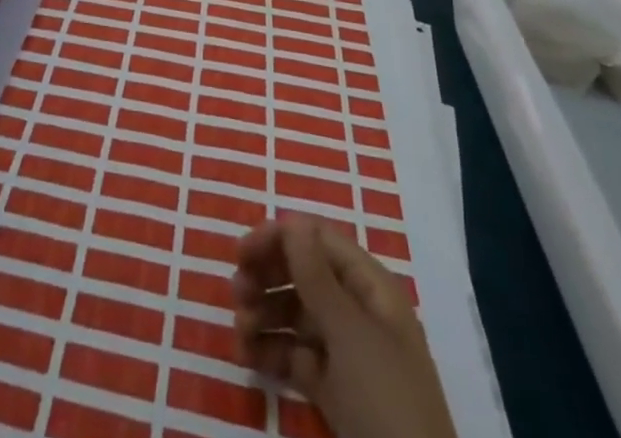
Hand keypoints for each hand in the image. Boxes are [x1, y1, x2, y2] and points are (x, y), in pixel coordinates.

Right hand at [234, 217, 454, 437]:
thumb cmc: (384, 397)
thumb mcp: (349, 333)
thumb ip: (316, 276)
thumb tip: (293, 223)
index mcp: (370, 286)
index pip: (318, 240)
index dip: (280, 239)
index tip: (241, 253)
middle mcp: (357, 310)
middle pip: (304, 275)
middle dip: (267, 278)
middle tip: (236, 293)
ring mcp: (346, 352)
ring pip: (296, 315)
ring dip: (263, 315)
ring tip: (238, 333)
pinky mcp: (335, 391)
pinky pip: (296, 356)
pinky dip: (271, 352)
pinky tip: (247, 358)